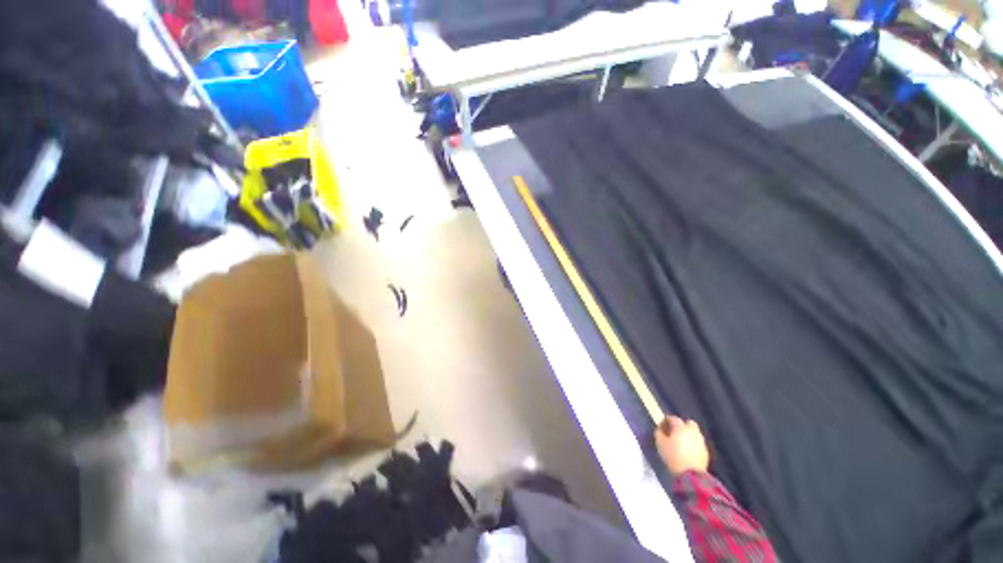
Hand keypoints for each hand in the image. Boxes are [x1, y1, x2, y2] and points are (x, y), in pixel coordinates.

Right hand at [655, 415, 709, 475]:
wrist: (690, 475)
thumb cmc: (673, 456)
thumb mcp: (660, 443)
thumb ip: (659, 433)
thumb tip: (660, 429)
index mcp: (681, 427)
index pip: (673, 418)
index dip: (665, 420)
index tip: (661, 426)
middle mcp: (693, 432)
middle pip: (688, 423)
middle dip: (681, 425)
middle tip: (674, 432)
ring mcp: (701, 442)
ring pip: (694, 433)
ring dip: (688, 435)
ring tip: (680, 442)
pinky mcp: (705, 452)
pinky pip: (698, 443)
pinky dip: (693, 444)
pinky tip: (687, 451)